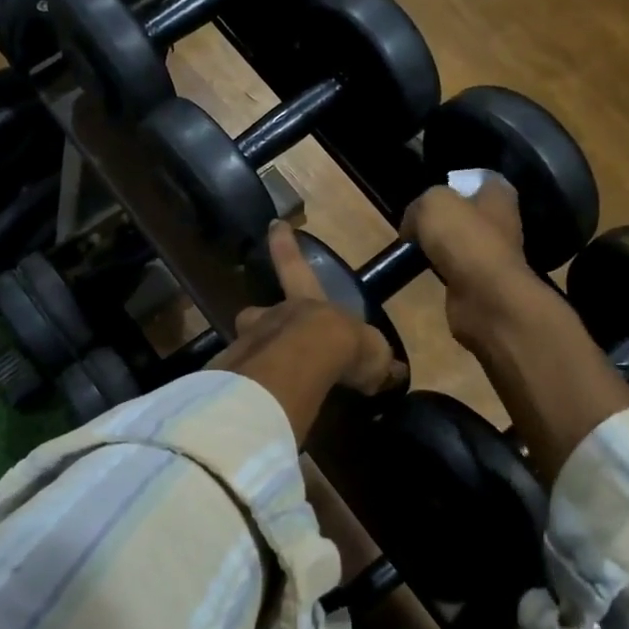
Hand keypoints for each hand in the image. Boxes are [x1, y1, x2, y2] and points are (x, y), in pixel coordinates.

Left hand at [214, 223, 405, 396]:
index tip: (274, 224)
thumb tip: (391, 371)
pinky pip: (240, 378)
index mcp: (308, 302)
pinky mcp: (236, 372)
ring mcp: (251, 342)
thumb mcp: (372, 351)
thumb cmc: (342, 344)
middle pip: (259, 312)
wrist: (307, 361)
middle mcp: (275, 316)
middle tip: (258, 329)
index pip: (295, 266)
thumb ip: (376, 361)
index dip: (286, 246)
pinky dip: (247, 389)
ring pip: (246, 344)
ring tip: (261, 380)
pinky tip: (255, 404)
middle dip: (259, 318)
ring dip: (253, 357)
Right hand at [400, 176, 539, 349]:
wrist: (484, 296)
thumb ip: (418, 207)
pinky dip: (441, 271)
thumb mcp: (432, 204)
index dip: (455, 184)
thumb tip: (411, 227)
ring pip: (460, 243)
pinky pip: (455, 270)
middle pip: (467, 214)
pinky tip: (425, 273)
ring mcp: (492, 255)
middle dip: (443, 219)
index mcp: (498, 196)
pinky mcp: (481, 283)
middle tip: (414, 224)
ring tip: (414, 250)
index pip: (480, 180)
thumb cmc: (464, 239)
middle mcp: (501, 223)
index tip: (430, 195)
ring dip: (440, 247)